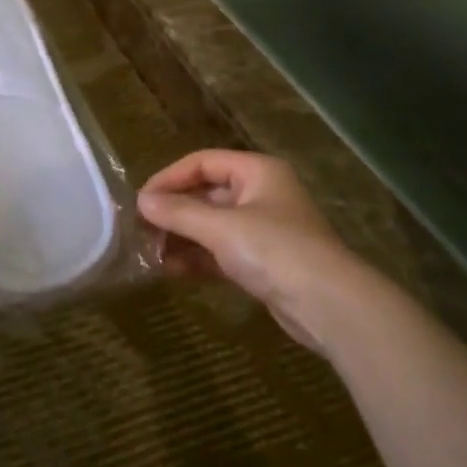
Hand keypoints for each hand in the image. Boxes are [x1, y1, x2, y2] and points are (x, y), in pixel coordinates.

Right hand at [139, 150, 355, 350]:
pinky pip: (220, 252)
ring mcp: (262, 230)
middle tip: (139, 229)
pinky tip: (170, 269)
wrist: (327, 304)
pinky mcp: (261, 262)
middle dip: (173, 211)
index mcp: (257, 171)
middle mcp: (260, 194)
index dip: (169, 178)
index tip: (141, 201)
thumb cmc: (274, 250)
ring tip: (149, 252)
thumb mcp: (222, 228)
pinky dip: (196, 258)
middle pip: (206, 193)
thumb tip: (142, 201)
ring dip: (181, 237)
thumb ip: (179, 213)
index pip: (203, 162)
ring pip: (211, 225)